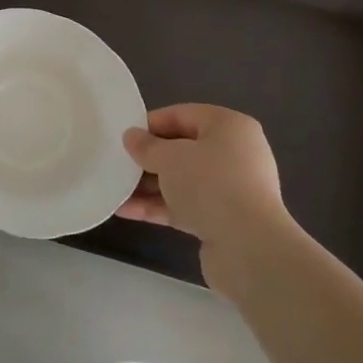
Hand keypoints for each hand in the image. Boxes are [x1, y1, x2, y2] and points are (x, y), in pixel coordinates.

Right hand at [118, 104, 292, 290]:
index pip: (182, 115)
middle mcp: (235, 154)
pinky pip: (185, 205)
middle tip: (118, 163)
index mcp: (229, 127)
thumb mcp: (169, 157)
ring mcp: (230, 189)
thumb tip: (131, 137)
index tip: (123, 137)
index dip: (150, 124)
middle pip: (182, 149)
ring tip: (114, 189)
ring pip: (181, 180)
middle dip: (148, 158)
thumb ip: (146, 146)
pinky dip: (158, 206)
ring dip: (148, 185)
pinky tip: (125, 211)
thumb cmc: (209, 184)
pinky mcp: (223, 219)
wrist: (248, 247)